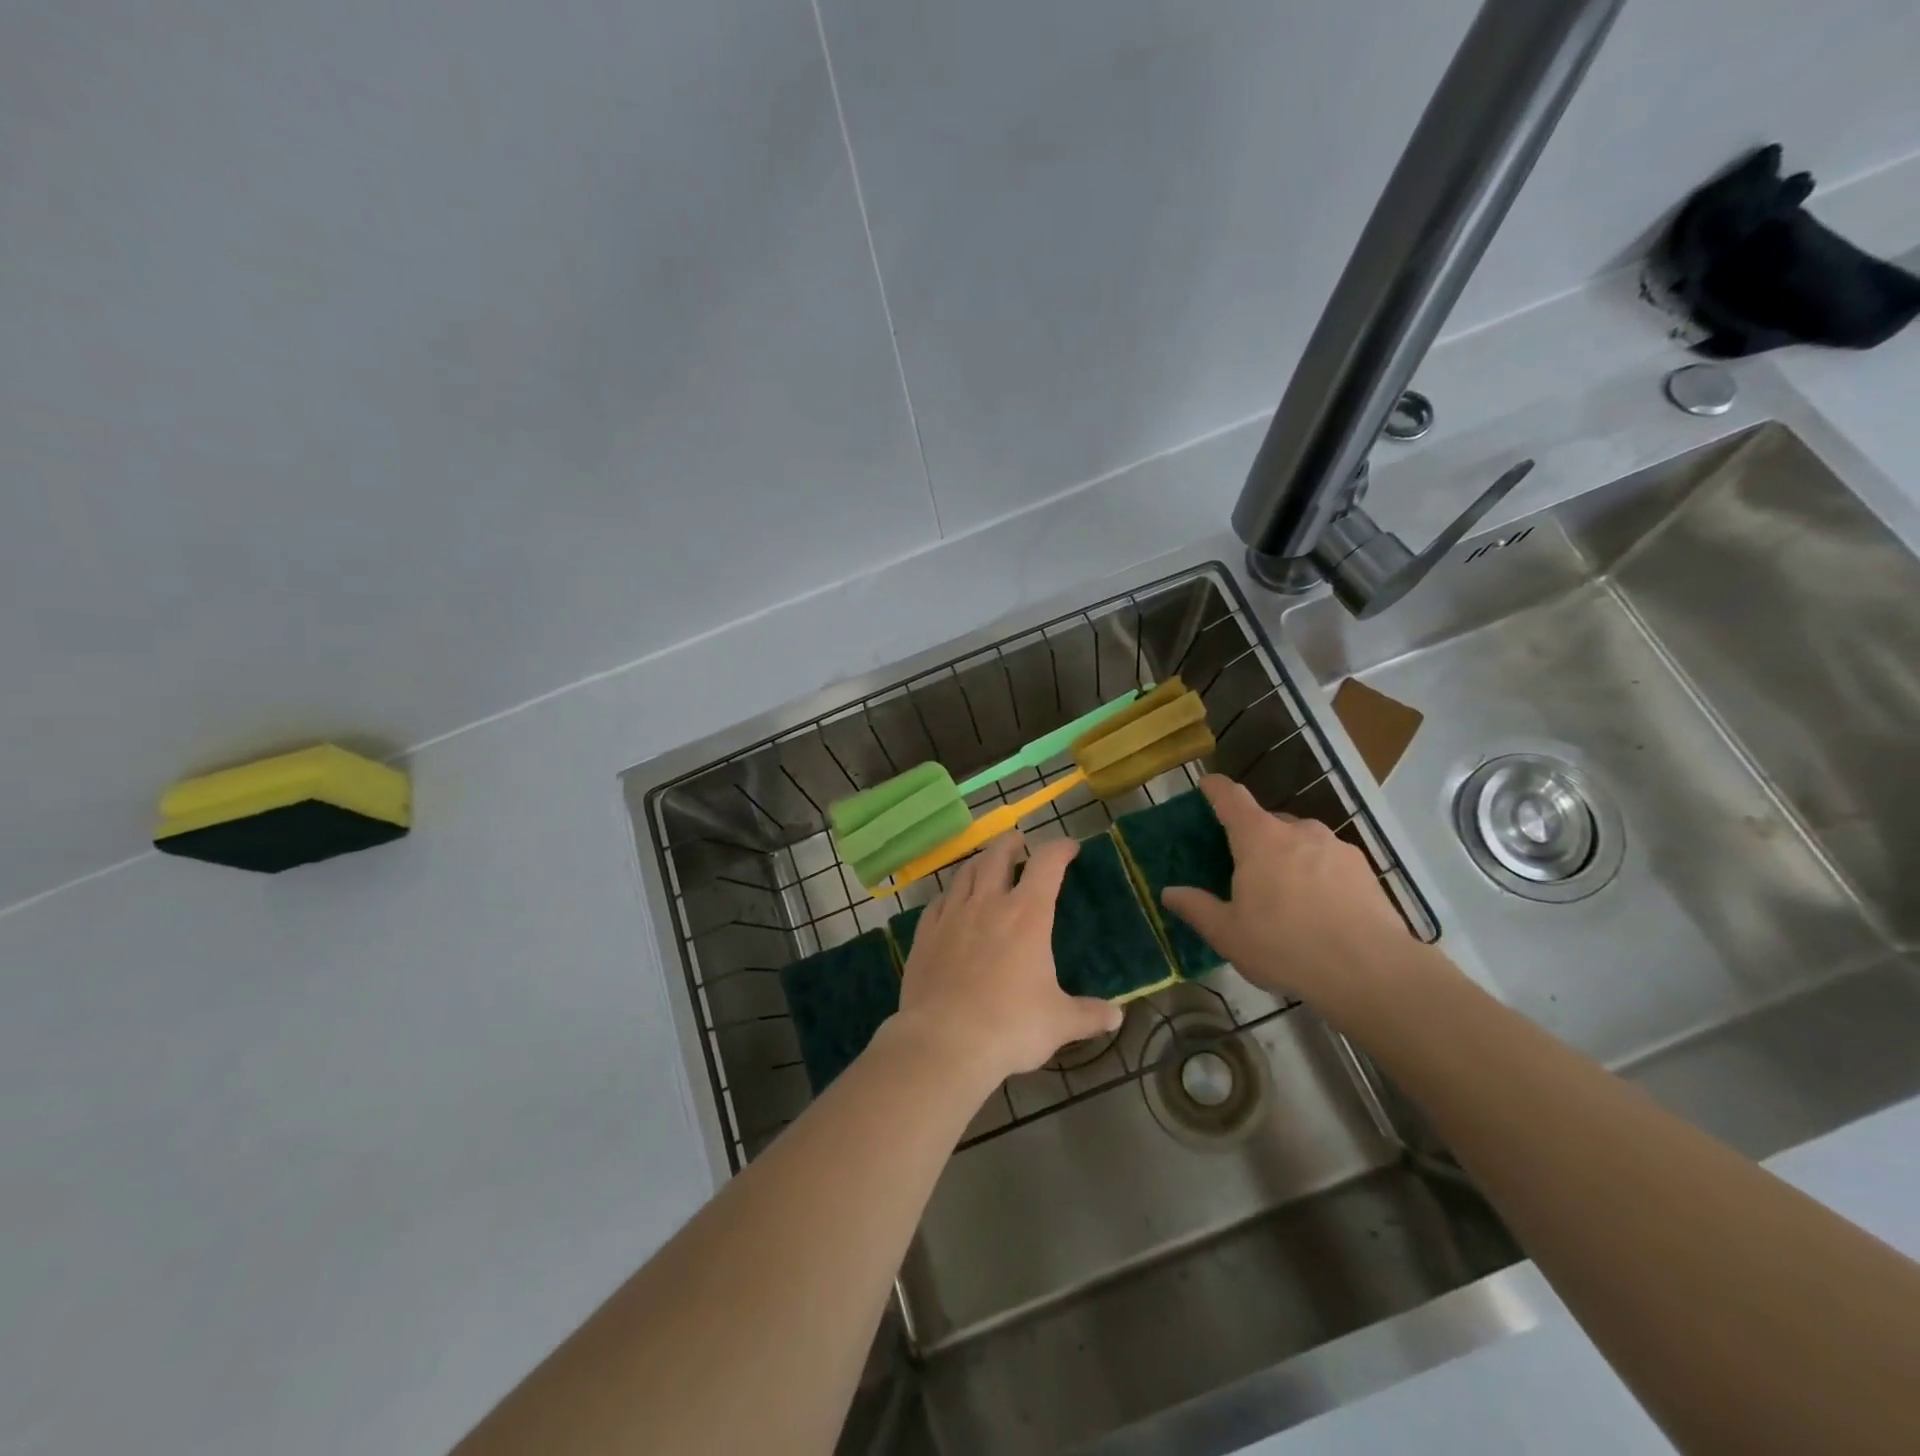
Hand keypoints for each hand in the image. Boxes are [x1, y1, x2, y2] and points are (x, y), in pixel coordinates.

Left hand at [890, 834, 1124, 1095]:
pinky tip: (951, 903)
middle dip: (1011, 843)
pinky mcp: (925, 933)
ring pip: (965, 872)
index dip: (1059, 848)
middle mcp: (988, 903)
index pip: (1046, 864)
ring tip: (987, 864)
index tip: (1069, 847)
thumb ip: (1088, 1015)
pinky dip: (950, 894)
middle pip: (998, 855)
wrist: (944, 1042)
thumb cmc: (1010, 1026)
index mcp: (1027, 915)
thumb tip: (1117, 1017)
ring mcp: (952, 915)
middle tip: (1019, 843)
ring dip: (980, 861)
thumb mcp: (1058, 1022)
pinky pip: (938, 901)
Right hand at [1160, 775, 1443, 1026]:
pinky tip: (1320, 911)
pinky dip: (1317, 875)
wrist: (1372, 971)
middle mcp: (1298, 830)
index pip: (1231, 797)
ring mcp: (1336, 847)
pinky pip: (1329, 861)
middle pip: (1266, 821)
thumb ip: (1197, 908)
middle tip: (1244, 872)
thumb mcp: (1228, 934)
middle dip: (1252, 838)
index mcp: (1259, 838)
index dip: (1215, 788)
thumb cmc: (1286, 946)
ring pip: (1301, 842)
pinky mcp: (1364, 869)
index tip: (1206, 785)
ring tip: (1286, 897)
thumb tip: (1170, 893)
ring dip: (1288, 858)